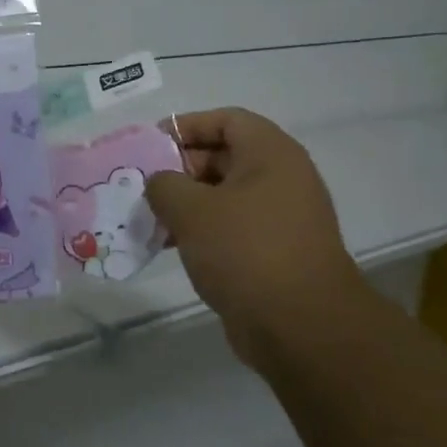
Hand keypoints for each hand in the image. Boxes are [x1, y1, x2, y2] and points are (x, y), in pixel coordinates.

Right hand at [145, 109, 365, 372]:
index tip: (151, 146)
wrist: (302, 326)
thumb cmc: (246, 250)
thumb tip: (160, 183)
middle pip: (224, 156)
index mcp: (270, 153)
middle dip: (180, 169)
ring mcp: (281, 217)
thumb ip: (164, 184)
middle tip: (144, 187)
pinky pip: (233, 228)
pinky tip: (171, 247)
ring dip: (187, 204)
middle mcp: (281, 177)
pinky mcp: (276, 252)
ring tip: (151, 220)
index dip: (186, 126)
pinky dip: (203, 231)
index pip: (225, 120)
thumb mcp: (192, 210)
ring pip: (225, 195)